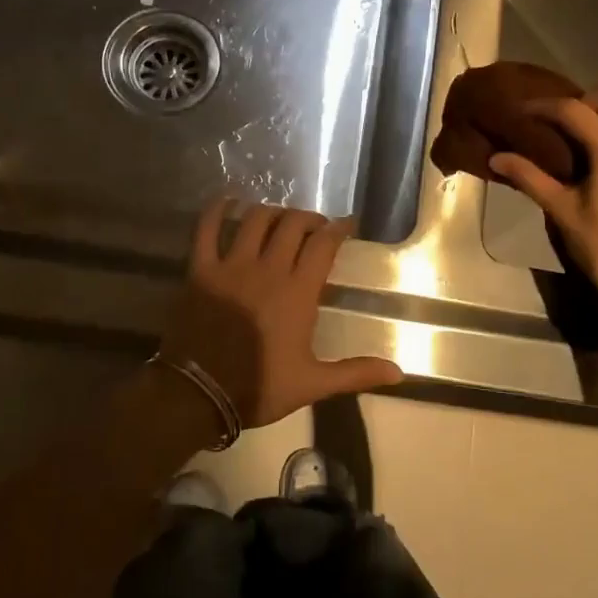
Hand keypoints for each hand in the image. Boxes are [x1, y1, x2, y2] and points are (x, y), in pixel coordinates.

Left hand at [161, 199, 403, 430]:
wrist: (198, 395)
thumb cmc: (259, 388)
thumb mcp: (313, 383)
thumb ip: (355, 372)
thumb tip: (399, 372)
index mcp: (298, 292)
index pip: (323, 244)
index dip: (338, 228)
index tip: (347, 225)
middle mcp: (268, 269)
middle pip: (292, 224)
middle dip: (308, 218)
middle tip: (314, 226)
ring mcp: (231, 266)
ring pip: (255, 220)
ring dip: (272, 212)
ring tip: (279, 218)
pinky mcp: (201, 270)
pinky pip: (206, 229)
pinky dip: (216, 210)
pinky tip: (226, 202)